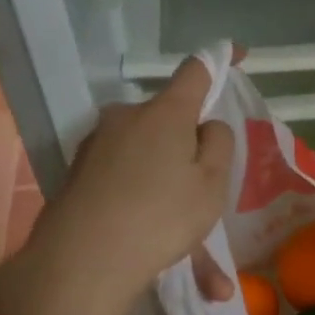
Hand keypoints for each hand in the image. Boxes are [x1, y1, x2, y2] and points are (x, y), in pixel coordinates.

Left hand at [0, 58, 233, 314]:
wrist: (82, 260)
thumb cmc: (161, 217)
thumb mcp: (211, 185)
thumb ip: (218, 145)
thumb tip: (206, 126)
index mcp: (165, 113)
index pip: (196, 72)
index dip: (219, 61)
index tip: (237, 55)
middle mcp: (126, 116)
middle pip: (167, 118)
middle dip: (187, 143)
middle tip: (202, 187)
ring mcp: (96, 143)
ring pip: (144, 151)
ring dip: (162, 175)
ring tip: (177, 227)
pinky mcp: (78, 172)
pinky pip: (122, 175)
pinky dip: (139, 194)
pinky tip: (146, 233)